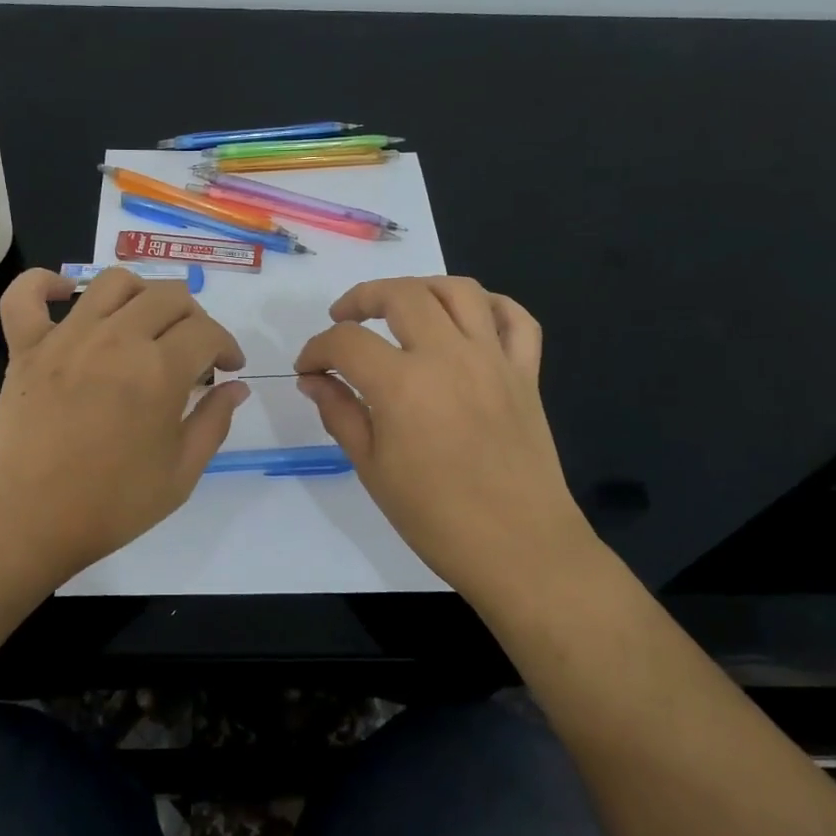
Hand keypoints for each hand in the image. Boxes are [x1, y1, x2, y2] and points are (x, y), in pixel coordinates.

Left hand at [0, 267, 247, 580]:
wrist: (25, 521)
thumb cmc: (110, 505)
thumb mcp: (181, 474)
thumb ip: (214, 422)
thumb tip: (236, 387)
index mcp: (160, 370)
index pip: (207, 331)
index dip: (227, 346)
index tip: (228, 369)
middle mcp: (117, 338)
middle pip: (168, 296)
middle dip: (194, 318)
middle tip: (193, 350)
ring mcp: (67, 337)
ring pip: (114, 282)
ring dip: (142, 293)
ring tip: (145, 323)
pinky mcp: (26, 347)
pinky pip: (26, 294)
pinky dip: (45, 284)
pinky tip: (65, 294)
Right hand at [294, 276, 593, 606]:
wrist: (519, 547)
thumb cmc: (436, 517)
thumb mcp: (372, 468)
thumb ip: (340, 412)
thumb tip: (313, 379)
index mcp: (403, 384)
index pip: (346, 342)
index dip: (317, 349)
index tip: (308, 369)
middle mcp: (449, 356)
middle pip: (402, 294)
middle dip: (361, 299)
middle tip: (344, 320)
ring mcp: (494, 359)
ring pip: (459, 291)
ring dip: (422, 288)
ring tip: (402, 307)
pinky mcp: (527, 373)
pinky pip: (515, 319)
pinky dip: (491, 306)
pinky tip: (468, 319)